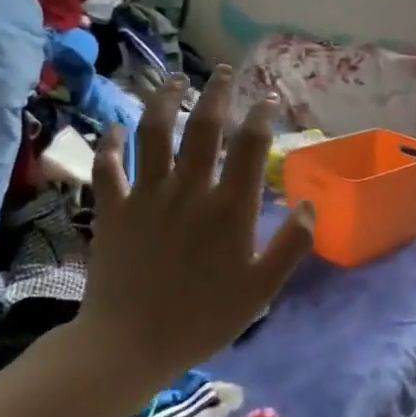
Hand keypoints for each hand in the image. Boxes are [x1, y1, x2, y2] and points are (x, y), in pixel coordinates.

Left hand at [70, 68, 312, 402]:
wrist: (129, 344)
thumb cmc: (204, 318)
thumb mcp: (262, 289)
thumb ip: (291, 245)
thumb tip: (309, 204)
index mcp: (230, 208)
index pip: (250, 146)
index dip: (262, 115)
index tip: (270, 99)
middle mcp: (189, 190)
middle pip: (203, 126)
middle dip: (216, 92)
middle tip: (224, 71)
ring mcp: (146, 196)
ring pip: (153, 133)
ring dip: (164, 100)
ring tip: (174, 79)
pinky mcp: (112, 209)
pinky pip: (107, 166)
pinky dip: (108, 143)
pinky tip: (112, 127)